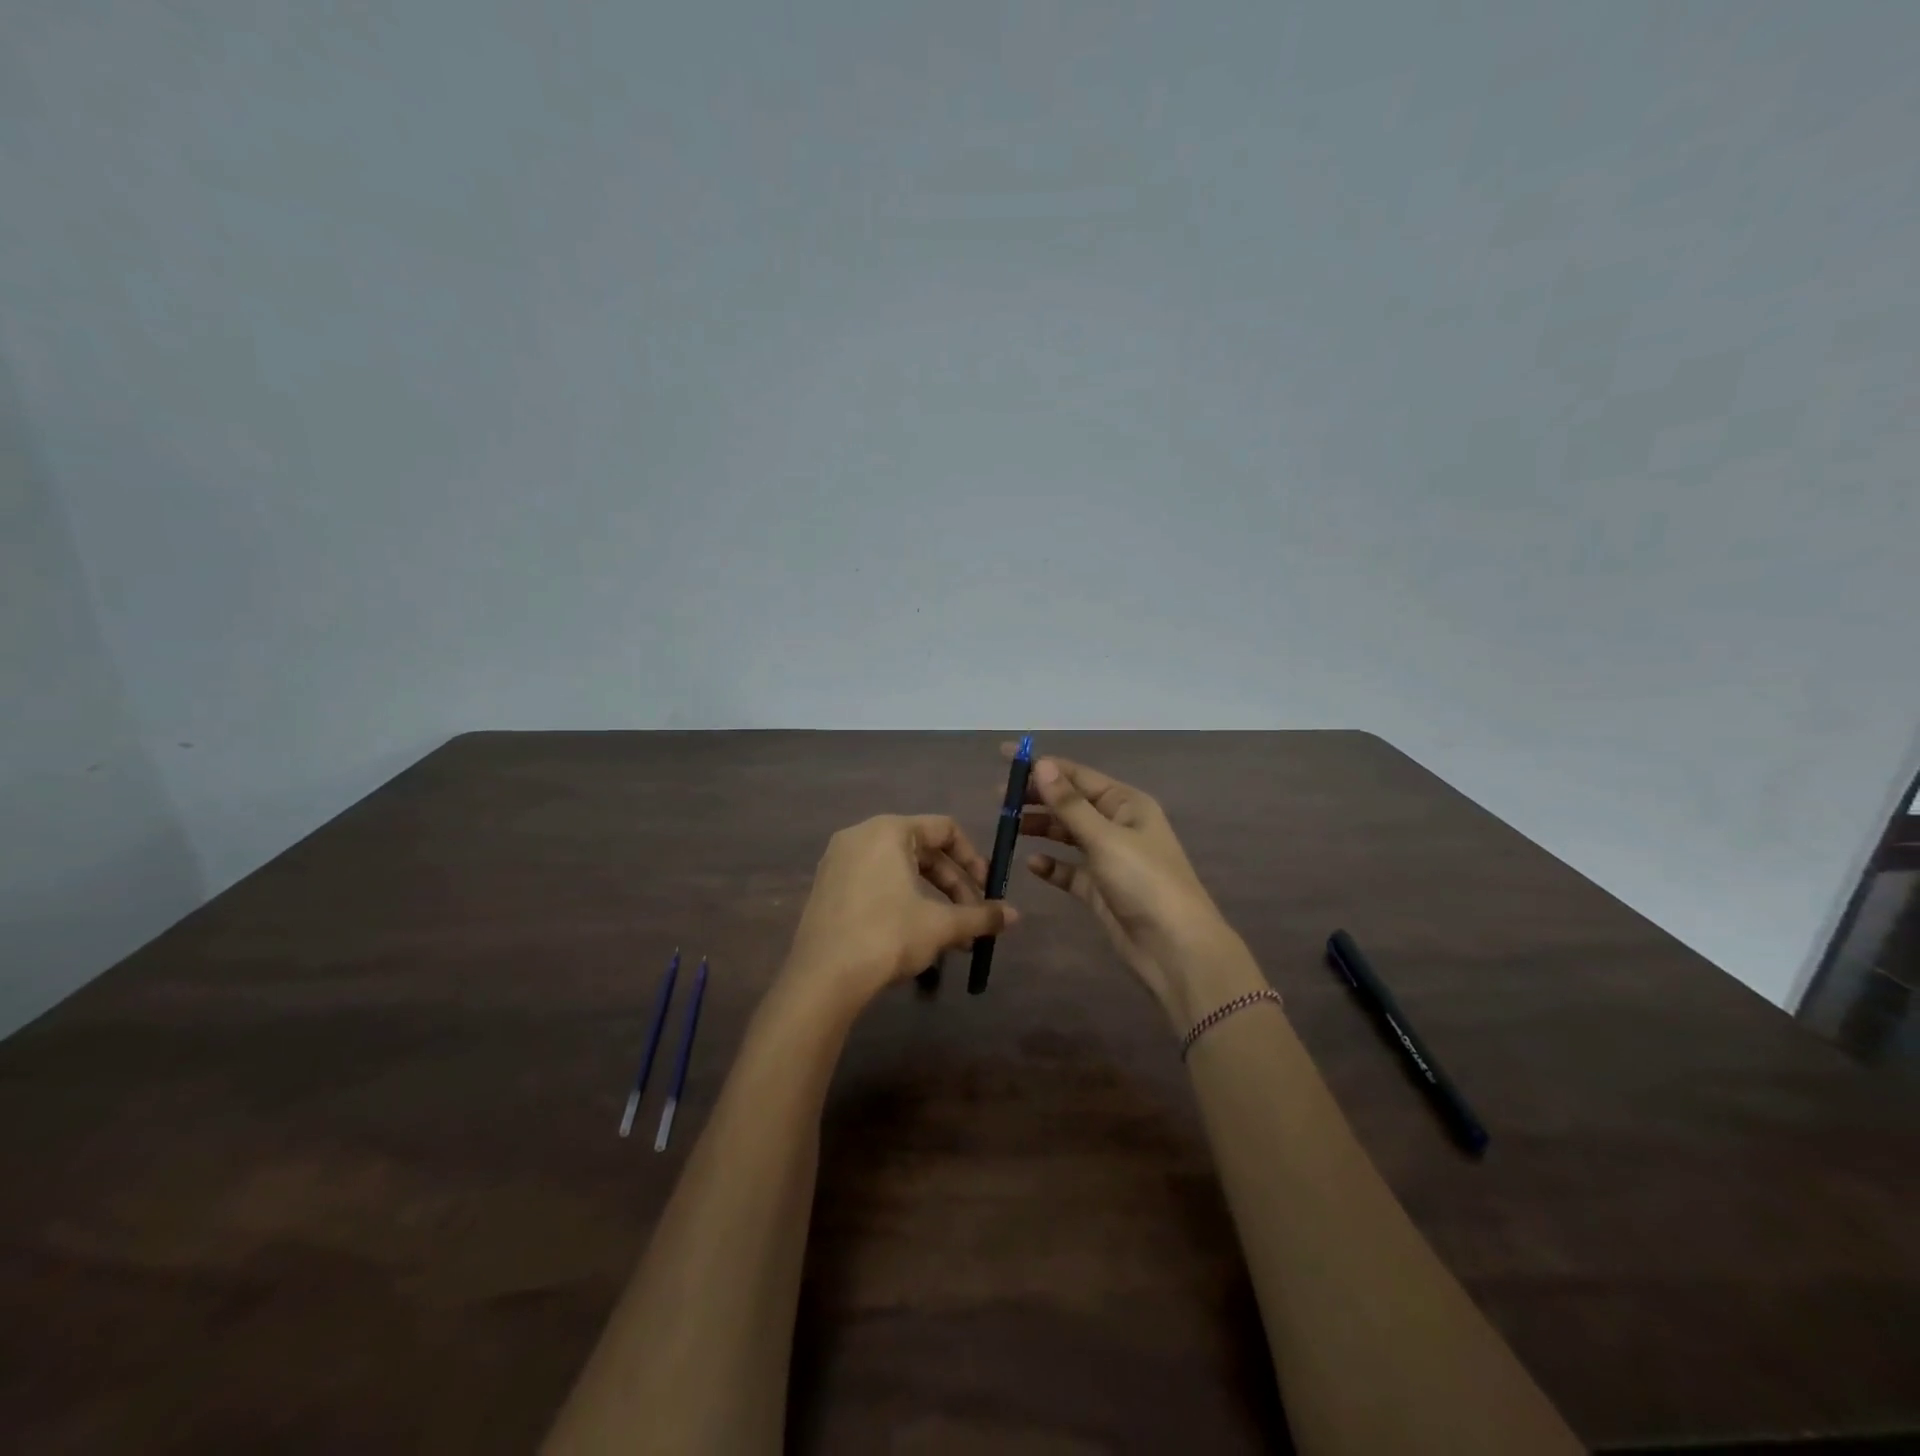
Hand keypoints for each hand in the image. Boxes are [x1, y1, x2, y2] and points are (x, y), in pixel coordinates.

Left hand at [780, 814, 1018, 1019]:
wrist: (823, 978)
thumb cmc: (887, 936)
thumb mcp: (940, 925)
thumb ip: (980, 915)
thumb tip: (1015, 915)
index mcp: (889, 830)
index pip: (945, 829)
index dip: (973, 858)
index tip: (987, 890)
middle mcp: (861, 836)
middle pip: (922, 850)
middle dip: (953, 886)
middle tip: (972, 918)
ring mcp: (838, 861)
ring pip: (899, 870)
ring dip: (931, 899)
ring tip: (951, 936)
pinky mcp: (827, 888)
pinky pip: (875, 883)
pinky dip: (902, 902)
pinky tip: (915, 937)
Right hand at [1010, 748, 1256, 1033]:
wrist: (1174, 948)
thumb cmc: (1144, 882)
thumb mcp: (1105, 838)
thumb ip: (1069, 804)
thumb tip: (1041, 764)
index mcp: (1127, 804)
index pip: (1078, 775)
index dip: (1042, 765)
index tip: (1005, 757)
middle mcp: (1118, 825)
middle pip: (1071, 803)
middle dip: (1037, 797)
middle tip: (998, 797)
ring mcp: (1109, 858)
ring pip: (1068, 834)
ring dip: (1040, 828)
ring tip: (1007, 826)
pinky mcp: (1100, 889)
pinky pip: (1069, 870)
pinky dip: (1051, 865)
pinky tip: (1031, 864)